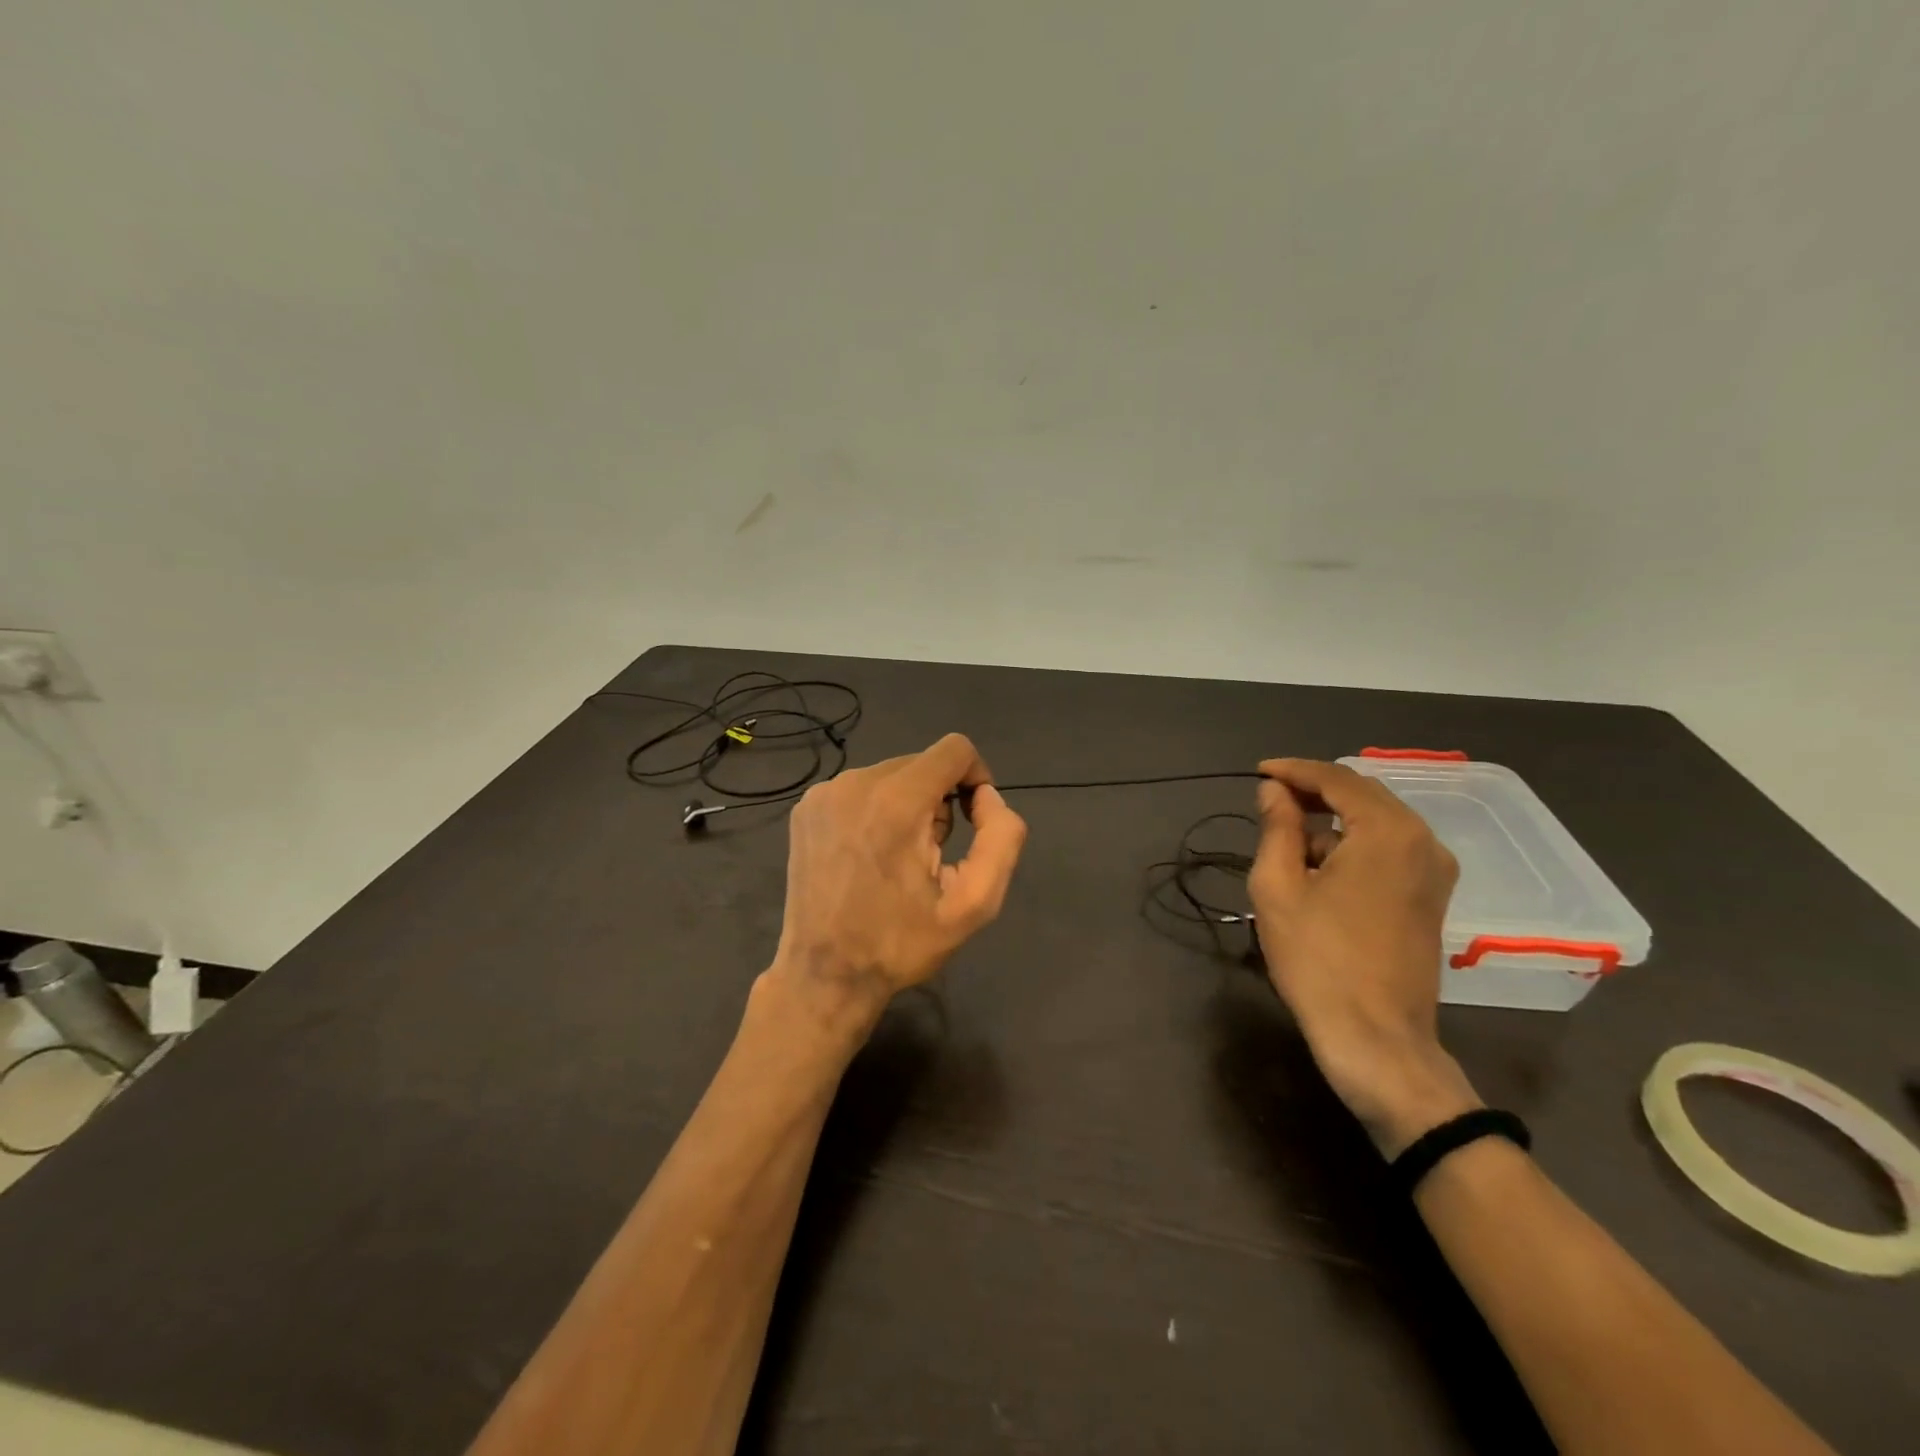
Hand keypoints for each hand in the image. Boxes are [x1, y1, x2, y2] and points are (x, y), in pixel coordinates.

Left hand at [768, 733, 1027, 1039]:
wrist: (824, 975)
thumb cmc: (901, 942)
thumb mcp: (975, 903)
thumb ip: (1001, 838)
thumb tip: (988, 797)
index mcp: (898, 801)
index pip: (955, 749)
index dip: (976, 777)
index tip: (973, 818)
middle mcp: (857, 782)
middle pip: (922, 763)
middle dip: (940, 799)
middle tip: (932, 855)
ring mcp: (824, 793)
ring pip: (891, 775)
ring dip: (908, 804)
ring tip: (898, 859)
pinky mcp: (806, 807)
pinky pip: (859, 789)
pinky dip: (876, 810)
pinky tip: (868, 855)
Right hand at [1248, 758, 1481, 1155]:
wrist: (1376, 1038)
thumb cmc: (1318, 959)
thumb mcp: (1278, 887)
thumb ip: (1277, 827)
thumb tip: (1274, 790)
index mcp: (1388, 831)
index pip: (1337, 778)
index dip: (1293, 770)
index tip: (1258, 772)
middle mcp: (1423, 841)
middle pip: (1362, 795)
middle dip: (1313, 791)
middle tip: (1268, 799)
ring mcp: (1434, 871)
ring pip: (1376, 822)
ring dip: (1332, 821)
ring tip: (1287, 841)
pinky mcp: (1432, 897)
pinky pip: (1390, 849)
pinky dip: (1353, 844)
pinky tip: (1320, 867)